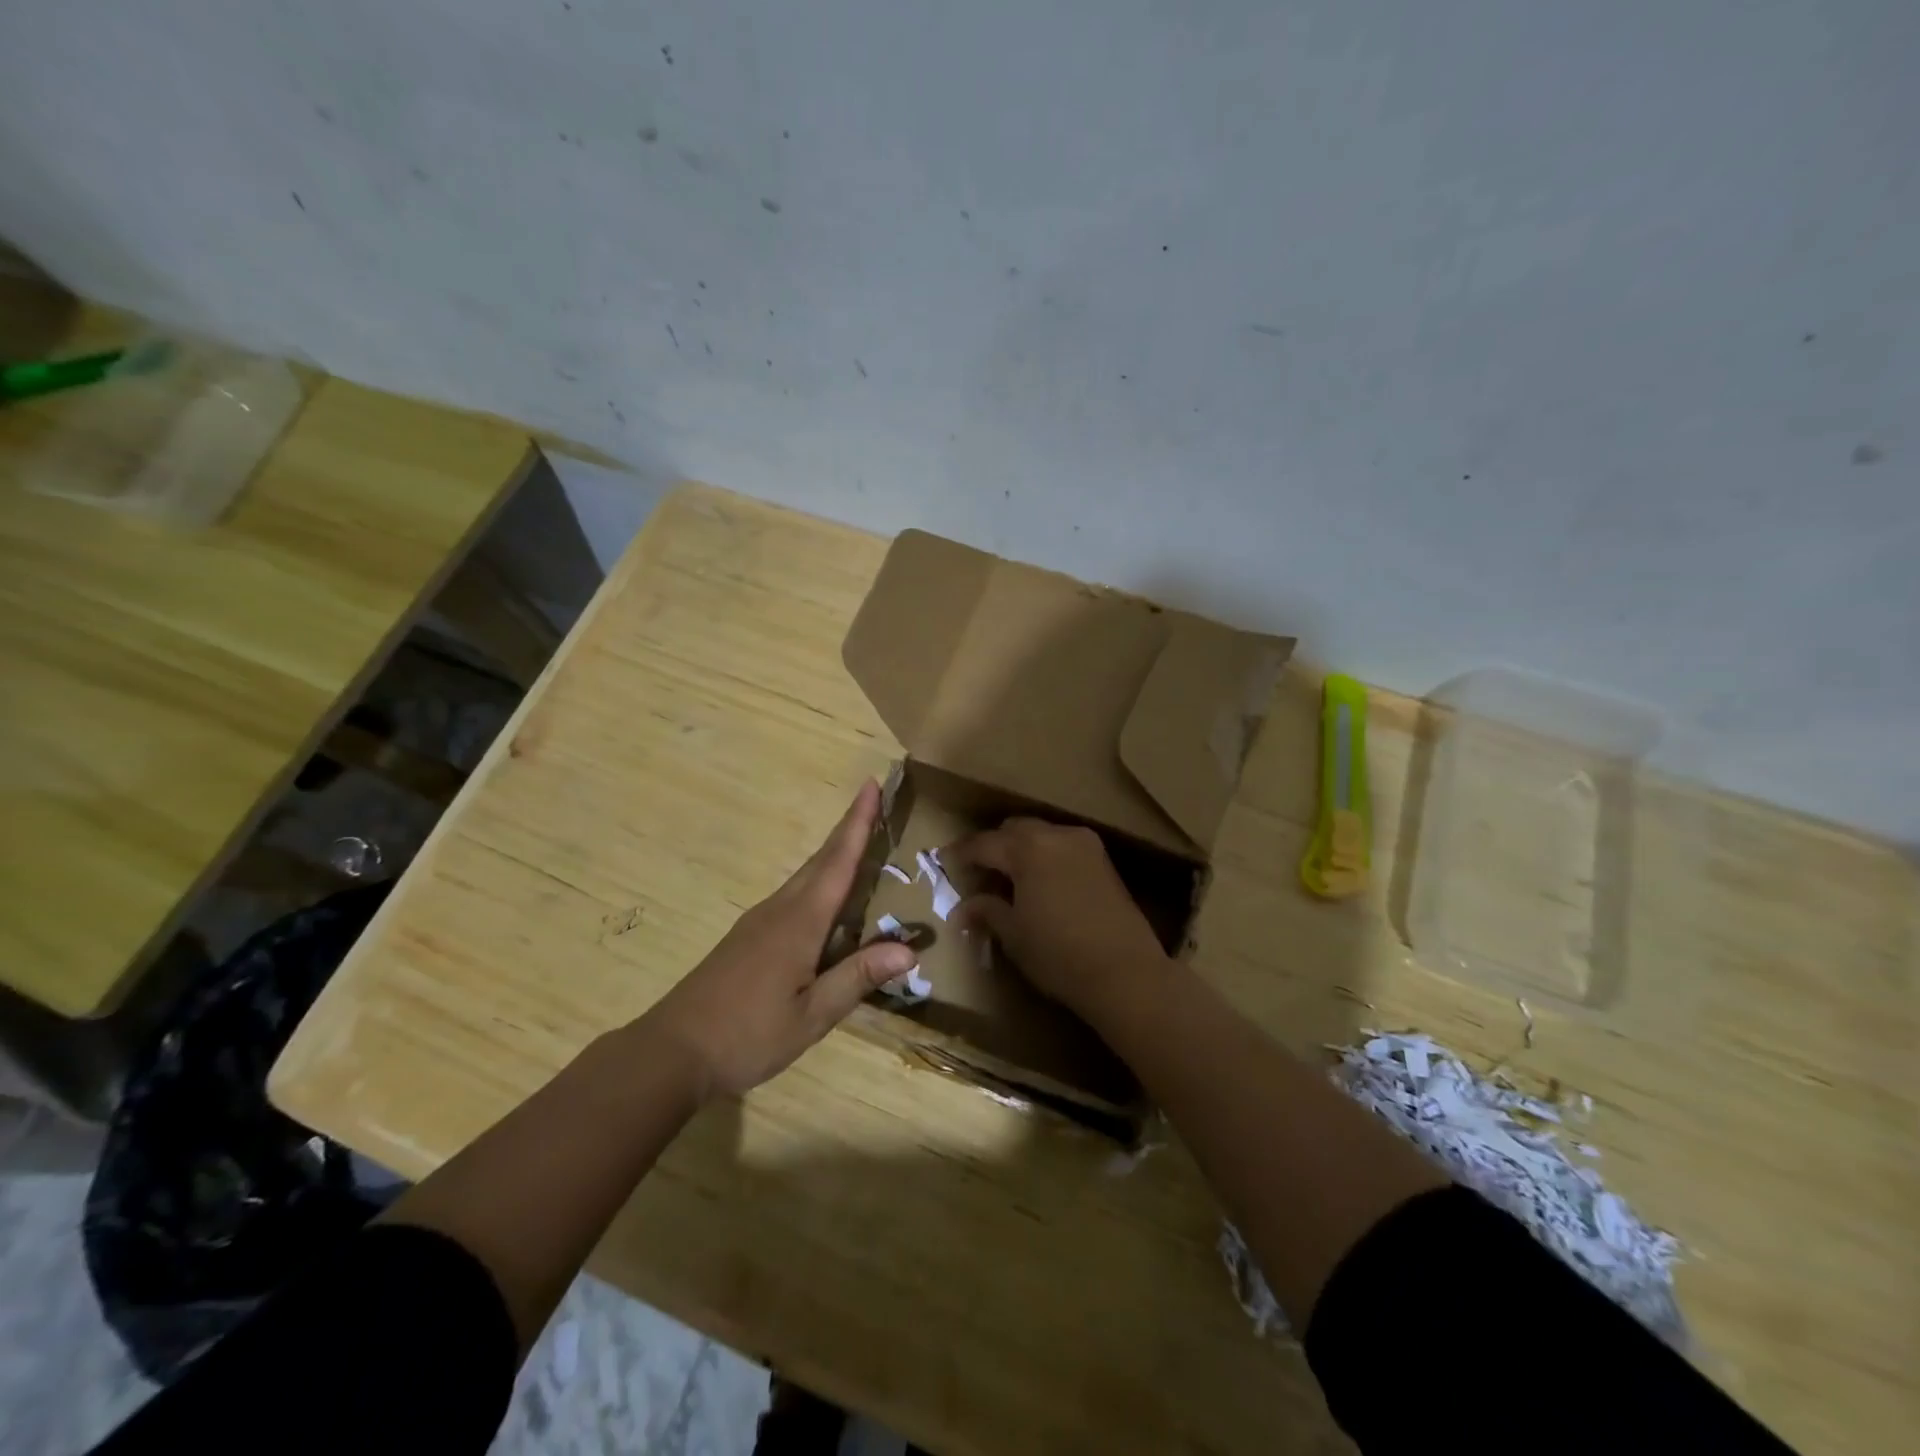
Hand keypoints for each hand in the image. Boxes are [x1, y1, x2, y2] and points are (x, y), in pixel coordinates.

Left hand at [641, 780, 917, 1102]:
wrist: (672, 1051)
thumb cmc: (747, 1035)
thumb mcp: (812, 1016)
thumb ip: (858, 977)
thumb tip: (910, 948)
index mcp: (800, 923)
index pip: (838, 863)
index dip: (858, 823)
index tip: (871, 785)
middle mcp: (780, 910)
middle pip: (821, 860)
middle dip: (849, 828)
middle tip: (874, 801)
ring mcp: (759, 921)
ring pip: (805, 876)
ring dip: (834, 853)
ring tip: (860, 840)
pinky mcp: (748, 937)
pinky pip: (792, 895)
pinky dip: (817, 881)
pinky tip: (825, 898)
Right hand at [949, 818, 1173, 1020]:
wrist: (1126, 973)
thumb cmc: (1059, 954)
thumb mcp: (1014, 935)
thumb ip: (987, 911)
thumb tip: (964, 908)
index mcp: (1027, 848)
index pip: (983, 843)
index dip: (960, 854)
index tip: (943, 862)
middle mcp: (1056, 835)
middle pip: (1014, 829)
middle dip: (992, 846)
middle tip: (977, 872)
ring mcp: (1084, 845)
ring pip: (1041, 834)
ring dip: (1020, 849)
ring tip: (1008, 878)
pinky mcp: (1103, 861)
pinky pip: (1063, 846)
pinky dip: (1045, 856)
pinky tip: (1039, 883)